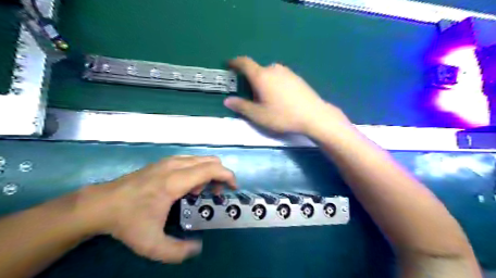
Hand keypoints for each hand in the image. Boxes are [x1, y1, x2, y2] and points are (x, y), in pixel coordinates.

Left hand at [76, 157, 236, 262]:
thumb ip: (177, 251)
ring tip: (197, 192)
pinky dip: (197, 170)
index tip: (232, 188)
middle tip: (213, 193)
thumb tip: (198, 247)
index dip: (227, 176)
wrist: (101, 204)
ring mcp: (169, 161)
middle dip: (219, 176)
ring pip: (201, 159)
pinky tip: (186, 186)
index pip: (211, 169)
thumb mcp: (151, 244)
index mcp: (175, 181)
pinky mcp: (164, 161)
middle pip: (210, 161)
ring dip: (208, 173)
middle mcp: (175, 165)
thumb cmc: (128, 221)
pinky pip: (191, 160)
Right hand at [225, 55, 347, 134]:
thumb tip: (227, 100)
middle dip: (251, 80)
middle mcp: (274, 69)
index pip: (244, 63)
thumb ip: (241, 106)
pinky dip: (275, 83)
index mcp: (261, 76)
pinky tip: (281, 98)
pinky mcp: (297, 77)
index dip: (235, 62)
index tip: (229, 64)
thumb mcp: (258, 115)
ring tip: (267, 99)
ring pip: (269, 74)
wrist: (313, 115)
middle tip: (252, 97)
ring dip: (264, 82)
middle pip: (257, 70)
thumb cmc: (282, 115)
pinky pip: (280, 77)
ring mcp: (287, 72)